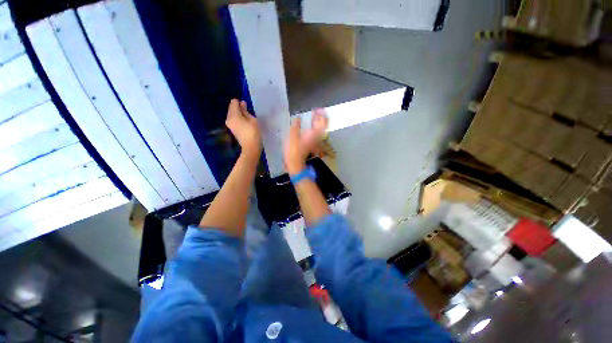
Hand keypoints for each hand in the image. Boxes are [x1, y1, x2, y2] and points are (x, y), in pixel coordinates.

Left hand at [226, 99, 261, 159]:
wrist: (250, 148)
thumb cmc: (253, 133)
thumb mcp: (253, 120)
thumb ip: (246, 111)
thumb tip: (242, 103)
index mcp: (234, 115)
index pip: (234, 103)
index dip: (240, 103)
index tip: (247, 106)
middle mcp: (229, 118)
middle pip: (231, 108)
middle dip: (238, 108)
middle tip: (248, 112)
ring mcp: (229, 124)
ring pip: (232, 114)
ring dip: (239, 113)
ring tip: (248, 117)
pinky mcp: (232, 129)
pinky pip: (233, 119)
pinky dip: (238, 118)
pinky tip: (245, 122)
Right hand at [284, 109, 328, 174]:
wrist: (295, 163)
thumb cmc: (293, 150)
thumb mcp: (292, 136)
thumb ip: (296, 126)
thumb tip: (298, 117)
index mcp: (313, 134)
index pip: (322, 122)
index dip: (322, 114)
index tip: (319, 108)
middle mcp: (317, 137)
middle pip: (323, 125)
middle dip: (321, 117)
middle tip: (316, 110)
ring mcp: (315, 141)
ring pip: (320, 129)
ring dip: (318, 121)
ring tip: (313, 115)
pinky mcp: (312, 143)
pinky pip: (316, 133)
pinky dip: (314, 127)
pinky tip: (309, 125)